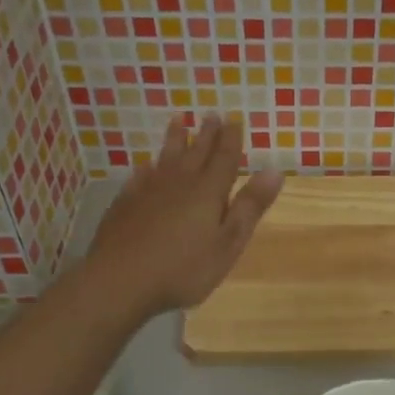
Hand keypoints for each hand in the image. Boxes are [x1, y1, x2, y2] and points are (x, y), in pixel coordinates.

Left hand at [85, 114, 282, 318]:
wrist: (120, 280)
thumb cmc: (184, 268)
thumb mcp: (228, 243)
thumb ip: (250, 207)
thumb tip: (275, 170)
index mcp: (208, 192)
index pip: (224, 158)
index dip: (231, 139)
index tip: (234, 119)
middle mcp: (179, 183)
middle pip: (196, 152)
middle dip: (206, 134)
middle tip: (211, 114)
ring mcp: (148, 191)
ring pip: (165, 157)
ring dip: (175, 139)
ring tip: (178, 120)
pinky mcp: (125, 204)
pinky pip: (140, 177)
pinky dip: (147, 168)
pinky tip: (145, 166)